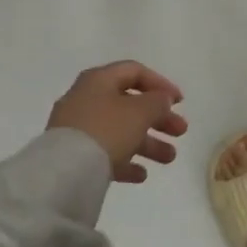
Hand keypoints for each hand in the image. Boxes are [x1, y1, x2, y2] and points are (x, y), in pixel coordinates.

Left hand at [47, 61, 187, 182]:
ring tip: (169, 159)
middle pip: (129, 104)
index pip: (134, 72)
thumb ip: (157, 101)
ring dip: (148, 143)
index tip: (180, 102)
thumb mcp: (140, 111)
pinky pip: (105, 153)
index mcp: (99, 80)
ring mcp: (78, 127)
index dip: (160, 84)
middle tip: (181, 131)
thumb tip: (161, 98)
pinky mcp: (74, 154)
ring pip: (120, 130)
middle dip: (158, 118)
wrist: (65, 170)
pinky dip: (125, 160)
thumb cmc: (107, 130)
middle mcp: (86, 99)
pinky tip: (141, 175)